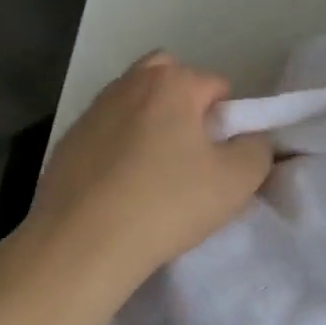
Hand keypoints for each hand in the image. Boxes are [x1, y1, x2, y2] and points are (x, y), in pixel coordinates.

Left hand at [21, 52, 272, 295]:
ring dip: (151, 125)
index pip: (217, 85)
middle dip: (186, 106)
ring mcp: (92, 111)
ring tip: (155, 175)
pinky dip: (119, 149)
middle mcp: (129, 84)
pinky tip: (121, 189)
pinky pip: (107, 133)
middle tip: (191, 153)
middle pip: (170, 79)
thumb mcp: (238, 180)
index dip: (228, 121)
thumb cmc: (167, 203)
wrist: (81, 245)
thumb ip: (258, 148)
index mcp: (171, 83)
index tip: (221, 158)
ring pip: (135, 104)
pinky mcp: (67, 142)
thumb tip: (249, 139)